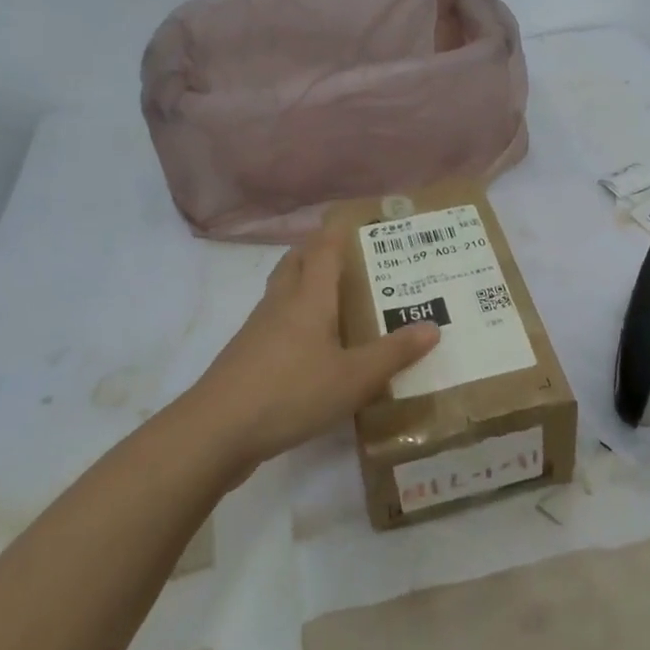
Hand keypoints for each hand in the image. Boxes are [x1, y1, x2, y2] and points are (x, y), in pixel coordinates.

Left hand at [186, 230, 438, 471]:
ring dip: (304, 282)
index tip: (357, 218)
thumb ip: (393, 353)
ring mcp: (258, 329)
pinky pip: (275, 321)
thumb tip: (433, 327)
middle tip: (349, 254)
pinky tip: (310, 343)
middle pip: (297, 262)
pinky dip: (294, 316)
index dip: (338, 230)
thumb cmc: (291, 392)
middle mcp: (281, 303)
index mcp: (309, 297)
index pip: (324, 248)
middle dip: (318, 250)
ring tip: (334, 295)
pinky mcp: (246, 356)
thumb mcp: (353, 378)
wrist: (216, 431)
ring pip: (282, 290)